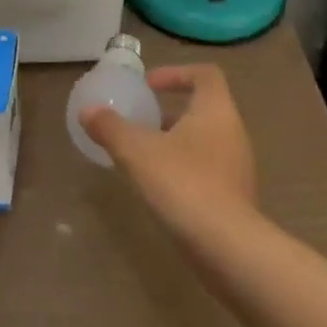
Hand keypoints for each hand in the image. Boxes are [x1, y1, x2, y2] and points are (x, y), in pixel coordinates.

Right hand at [83, 64, 257, 243]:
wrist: (230, 252)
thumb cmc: (184, 185)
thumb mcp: (137, 152)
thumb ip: (111, 128)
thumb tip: (87, 111)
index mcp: (216, 110)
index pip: (205, 74)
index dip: (176, 73)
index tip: (149, 86)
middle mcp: (233, 133)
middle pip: (204, 108)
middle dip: (170, 112)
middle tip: (141, 121)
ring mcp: (239, 169)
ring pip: (206, 142)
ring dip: (177, 142)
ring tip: (145, 156)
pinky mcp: (237, 200)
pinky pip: (209, 171)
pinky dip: (186, 170)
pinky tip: (161, 189)